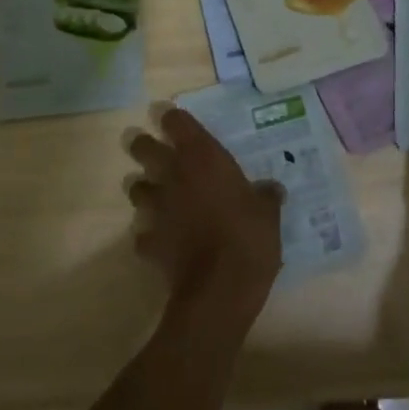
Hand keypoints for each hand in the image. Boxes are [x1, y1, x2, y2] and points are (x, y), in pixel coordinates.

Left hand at [125, 108, 283, 310]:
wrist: (219, 290)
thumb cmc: (248, 237)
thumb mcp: (268, 213)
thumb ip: (265, 196)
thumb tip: (272, 189)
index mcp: (202, 157)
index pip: (176, 121)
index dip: (173, 119)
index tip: (176, 122)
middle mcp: (173, 175)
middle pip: (143, 147)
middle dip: (144, 146)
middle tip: (155, 151)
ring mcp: (157, 208)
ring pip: (136, 188)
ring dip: (144, 190)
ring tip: (158, 197)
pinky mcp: (149, 242)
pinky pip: (143, 233)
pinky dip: (150, 235)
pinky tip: (163, 241)